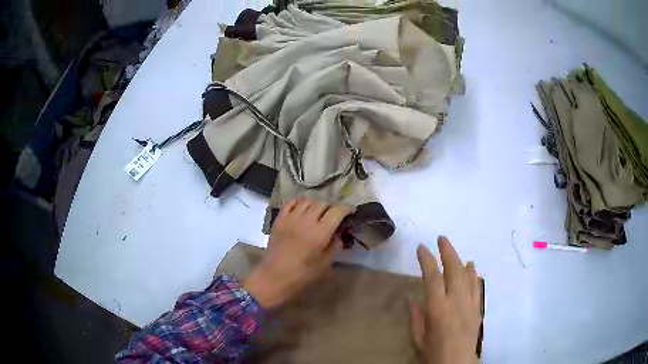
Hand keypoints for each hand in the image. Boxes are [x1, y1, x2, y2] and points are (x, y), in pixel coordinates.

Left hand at [243, 197, 353, 307]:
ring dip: (315, 204)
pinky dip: (298, 202)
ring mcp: (290, 219)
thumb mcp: (324, 265)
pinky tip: (302, 208)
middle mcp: (305, 221)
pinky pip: (290, 203)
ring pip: (306, 201)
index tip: (351, 211)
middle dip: (331, 207)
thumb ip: (334, 246)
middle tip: (334, 215)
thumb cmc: (301, 275)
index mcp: (319, 233)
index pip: (336, 211)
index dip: (346, 209)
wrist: (273, 278)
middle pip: (322, 203)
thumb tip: (338, 233)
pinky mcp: (279, 220)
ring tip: (318, 212)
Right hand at [411, 236, 481, 363]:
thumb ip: (417, 317)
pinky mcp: (478, 308)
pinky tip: (472, 267)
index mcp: (438, 308)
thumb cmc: (434, 353)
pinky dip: (473, 275)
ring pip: (467, 275)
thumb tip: (414, 299)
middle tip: (441, 239)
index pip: (432, 277)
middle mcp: (456, 301)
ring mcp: (470, 304)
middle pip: (453, 270)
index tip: (421, 248)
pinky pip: (477, 287)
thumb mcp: (419, 338)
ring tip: (454, 251)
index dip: (427, 259)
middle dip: (447, 251)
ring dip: (460, 260)